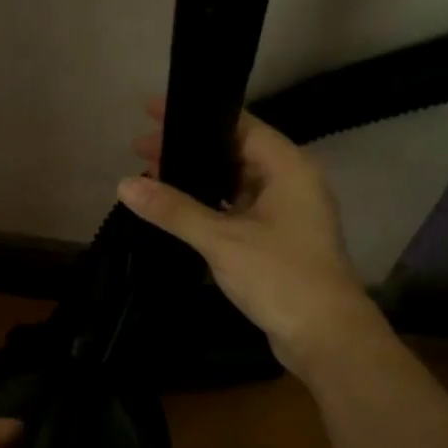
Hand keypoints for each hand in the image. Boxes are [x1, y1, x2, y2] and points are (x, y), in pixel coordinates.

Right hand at [118, 98, 370, 375]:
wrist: (324, 335)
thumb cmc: (279, 276)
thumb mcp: (221, 240)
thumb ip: (173, 210)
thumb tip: (124, 184)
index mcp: (287, 167)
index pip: (238, 125)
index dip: (195, 116)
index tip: (154, 112)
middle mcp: (290, 182)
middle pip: (233, 153)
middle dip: (189, 151)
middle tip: (141, 150)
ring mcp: (286, 213)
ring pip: (234, 184)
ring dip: (197, 182)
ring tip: (152, 179)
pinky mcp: (278, 240)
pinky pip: (237, 211)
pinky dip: (209, 208)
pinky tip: (178, 214)